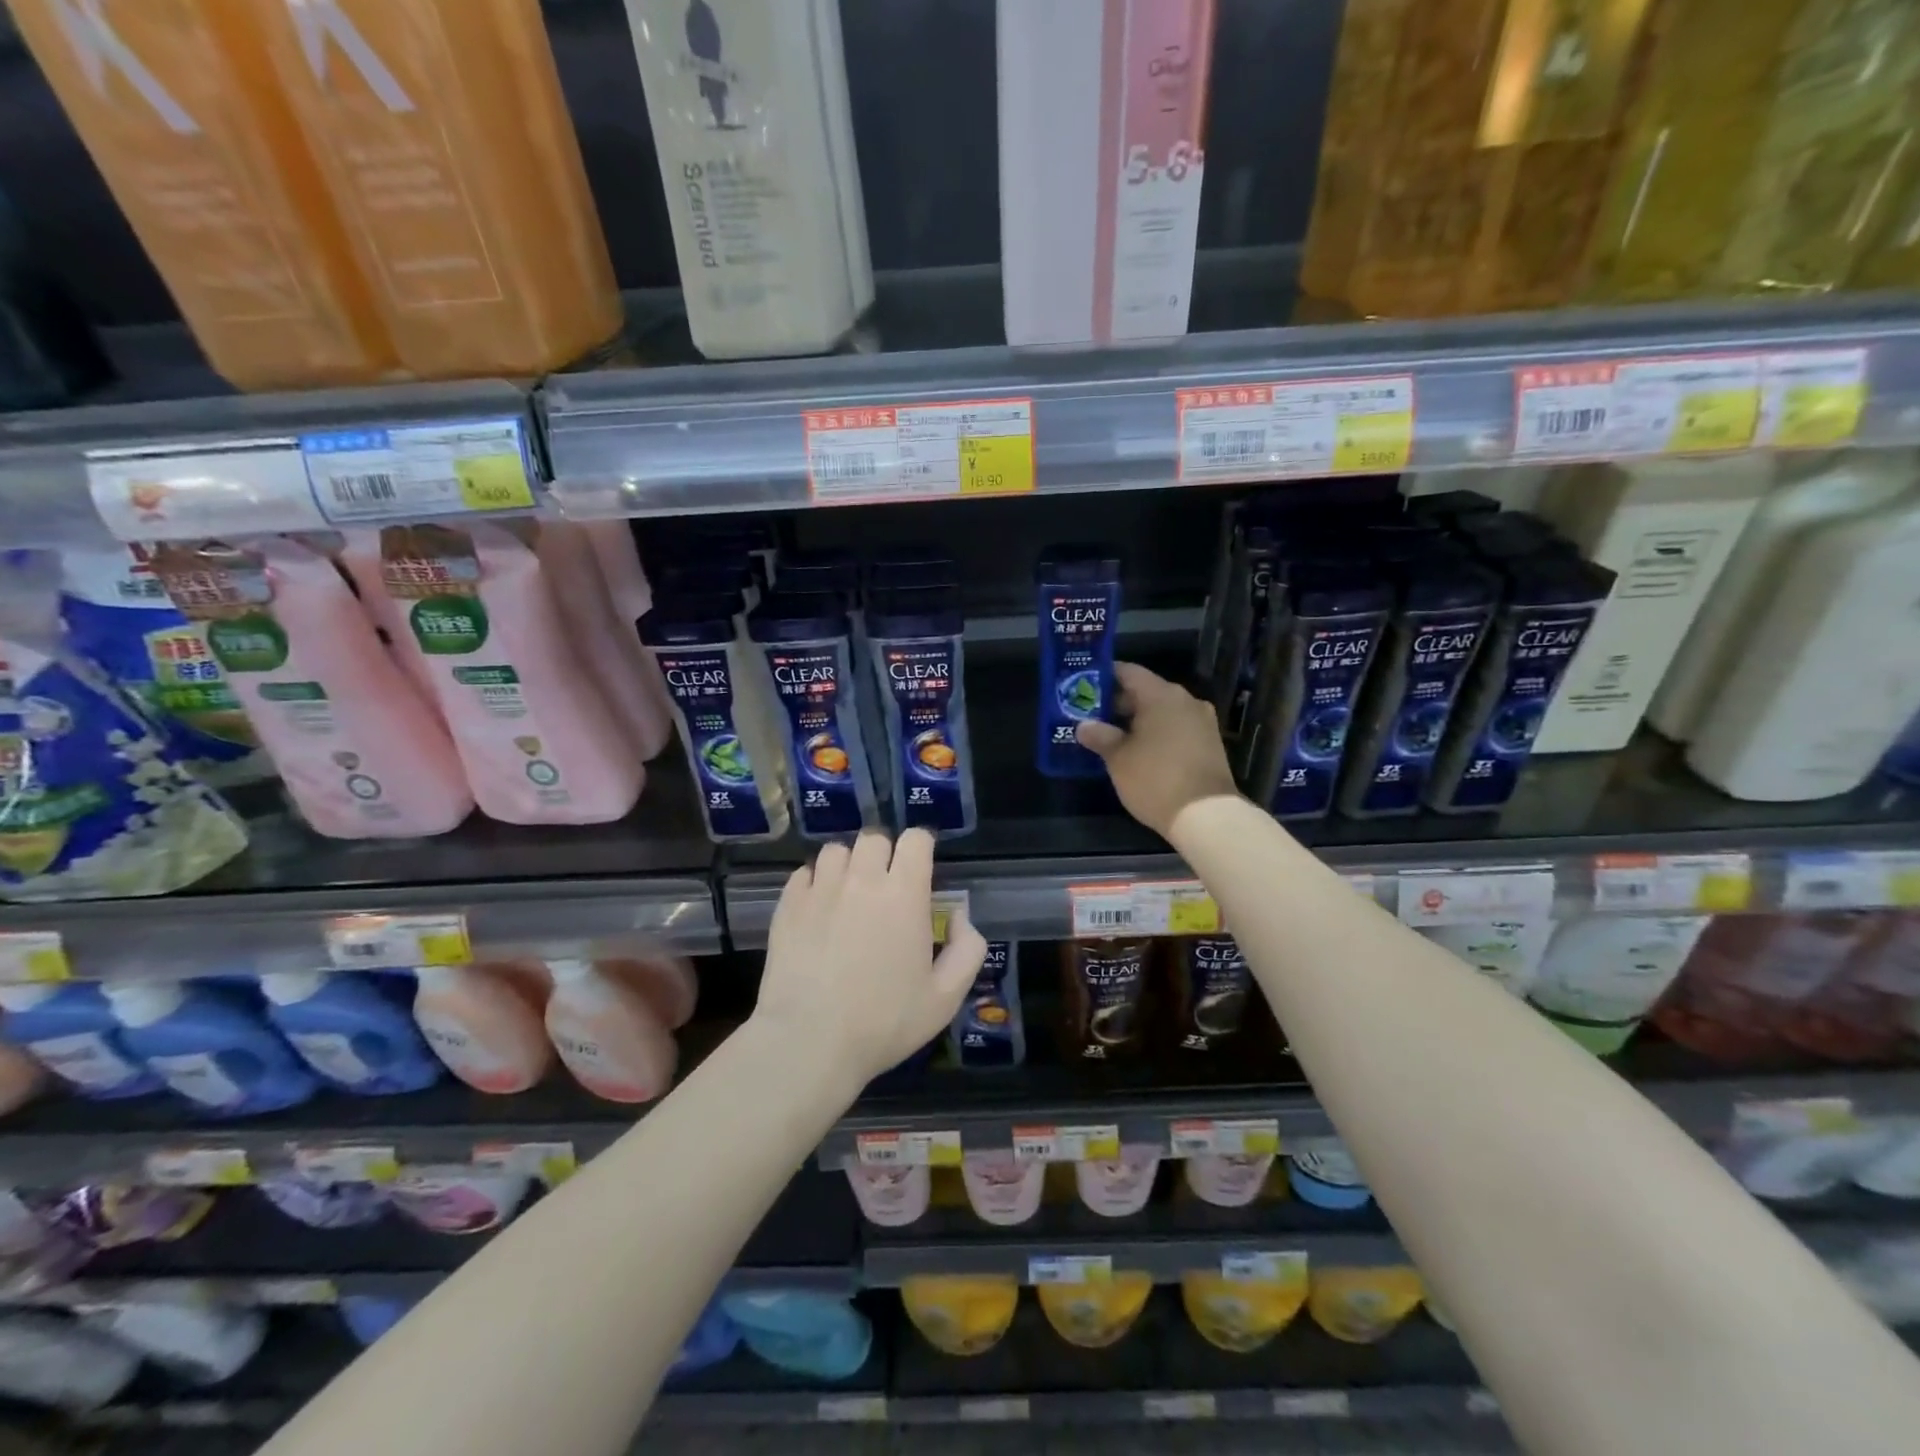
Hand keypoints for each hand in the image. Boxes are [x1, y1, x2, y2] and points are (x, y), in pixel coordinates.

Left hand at [754, 829, 986, 1084]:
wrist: (809, 1042)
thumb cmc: (884, 1022)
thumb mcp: (945, 998)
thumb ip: (968, 949)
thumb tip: (960, 914)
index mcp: (904, 894)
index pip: (915, 839)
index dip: (921, 848)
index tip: (922, 869)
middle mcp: (862, 880)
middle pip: (875, 838)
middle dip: (885, 854)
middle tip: (887, 887)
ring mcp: (820, 889)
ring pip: (836, 850)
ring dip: (848, 864)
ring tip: (850, 894)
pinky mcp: (788, 905)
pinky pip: (804, 873)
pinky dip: (815, 882)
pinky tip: (819, 909)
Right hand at [1075, 661, 1239, 836]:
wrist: (1206, 815)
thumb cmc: (1155, 779)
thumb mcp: (1118, 759)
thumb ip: (1100, 736)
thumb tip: (1084, 726)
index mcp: (1162, 695)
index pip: (1129, 672)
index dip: (1105, 676)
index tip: (1085, 685)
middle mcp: (1185, 700)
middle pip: (1146, 691)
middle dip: (1119, 702)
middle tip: (1092, 715)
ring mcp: (1202, 722)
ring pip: (1162, 711)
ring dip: (1138, 720)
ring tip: (1112, 735)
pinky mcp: (1209, 743)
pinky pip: (1176, 728)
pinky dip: (1157, 733)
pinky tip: (1139, 750)